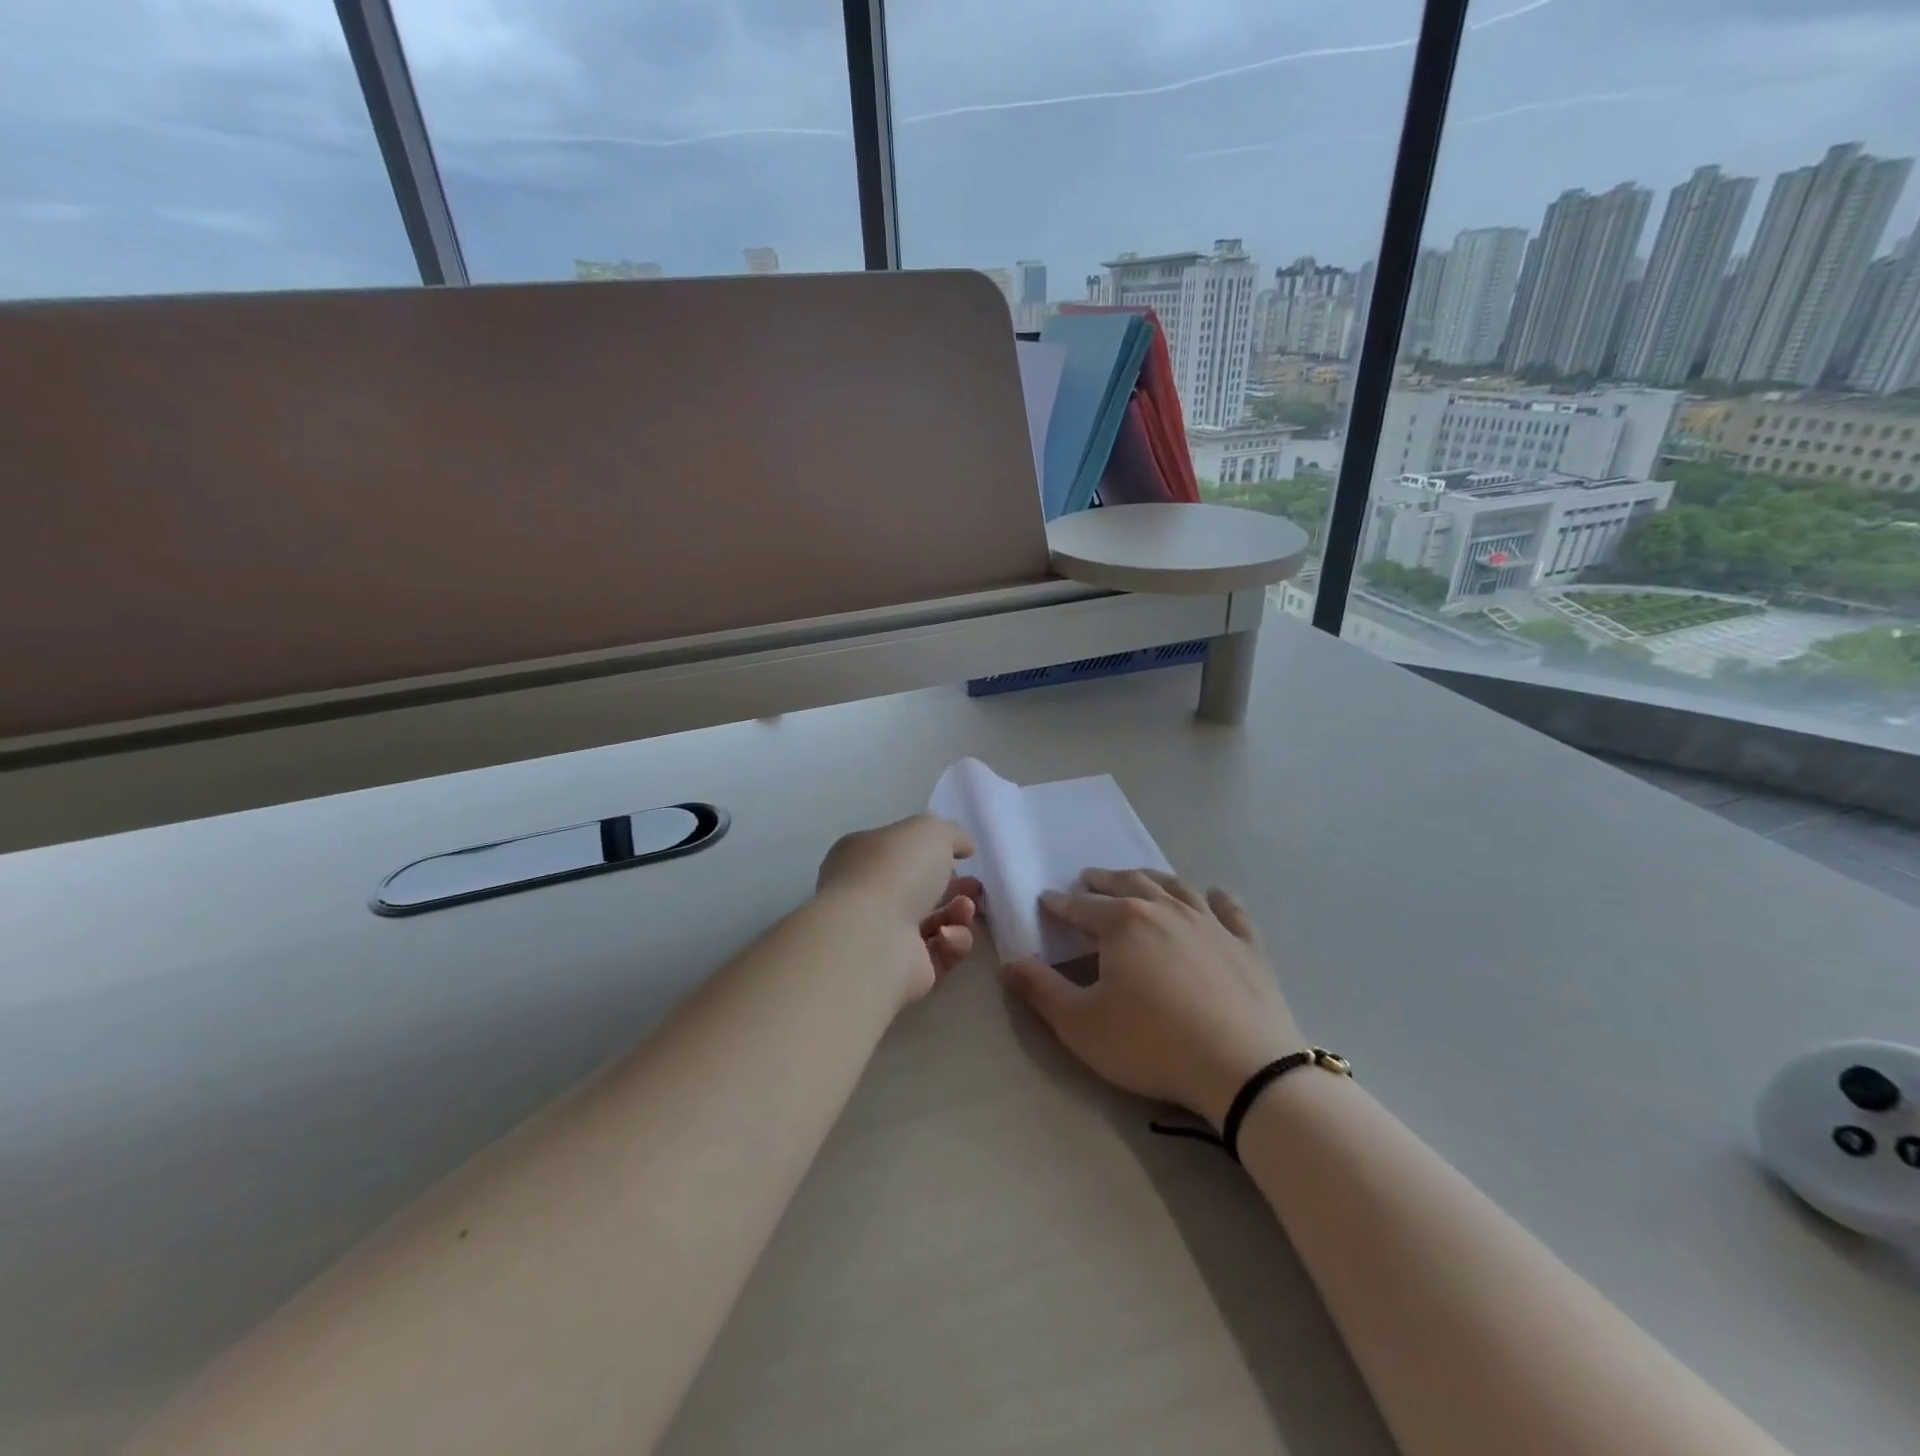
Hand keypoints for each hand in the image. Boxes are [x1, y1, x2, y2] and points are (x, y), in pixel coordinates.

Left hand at [816, 814, 982, 1005]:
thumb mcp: (930, 831)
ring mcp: (884, 936)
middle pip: (919, 890)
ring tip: (967, 909)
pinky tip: (950, 936)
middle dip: (954, 887)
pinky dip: (952, 943)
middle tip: (976, 887)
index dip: (931, 853)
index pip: (899, 852)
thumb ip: (951, 834)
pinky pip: (940, 954)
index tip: (963, 856)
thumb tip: (964, 847)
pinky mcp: (904, 971)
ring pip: (934, 923)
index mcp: (862, 857)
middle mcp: (868, 896)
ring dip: (958, 914)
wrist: (873, 937)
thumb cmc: (894, 870)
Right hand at [1001, 869, 1303, 1126]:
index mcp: (1123, 922)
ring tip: (1140, 878)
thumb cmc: (1151, 1044)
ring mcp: (1211, 924)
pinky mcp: (1247, 945)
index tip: (1046, 900)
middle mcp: (1166, 910)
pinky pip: (1230, 911)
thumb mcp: (1080, 1024)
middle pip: (1129, 883)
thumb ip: (1040, 990)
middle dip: (1104, 880)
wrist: (1243, 1069)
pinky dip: (1219, 899)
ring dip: (1152, 878)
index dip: (1059, 904)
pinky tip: (1214, 894)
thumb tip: (1010, 963)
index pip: (1081, 906)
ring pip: (1176, 887)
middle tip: (1089, 878)